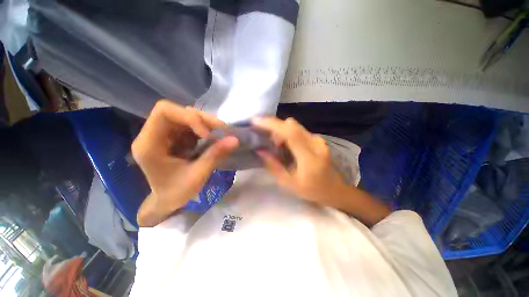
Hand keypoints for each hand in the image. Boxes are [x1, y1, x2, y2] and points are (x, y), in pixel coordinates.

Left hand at [132, 100, 237, 226]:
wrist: (166, 201)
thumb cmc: (176, 193)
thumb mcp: (197, 176)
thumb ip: (215, 155)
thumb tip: (235, 139)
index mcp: (149, 144)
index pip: (164, 112)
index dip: (189, 117)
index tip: (207, 134)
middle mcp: (153, 134)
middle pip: (177, 112)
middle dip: (202, 119)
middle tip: (222, 130)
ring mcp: (164, 134)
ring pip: (185, 116)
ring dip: (205, 123)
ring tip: (220, 134)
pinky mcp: (173, 136)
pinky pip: (190, 125)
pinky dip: (204, 129)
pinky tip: (212, 138)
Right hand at [252, 117, 348, 204]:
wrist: (335, 190)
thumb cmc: (312, 190)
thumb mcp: (289, 183)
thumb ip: (273, 166)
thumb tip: (260, 150)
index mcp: (309, 157)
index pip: (290, 132)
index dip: (272, 124)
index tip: (255, 121)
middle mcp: (315, 143)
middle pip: (291, 125)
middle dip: (275, 128)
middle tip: (268, 142)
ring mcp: (318, 139)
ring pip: (294, 126)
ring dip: (282, 132)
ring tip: (278, 148)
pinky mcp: (317, 139)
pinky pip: (299, 131)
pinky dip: (289, 135)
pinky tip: (288, 148)